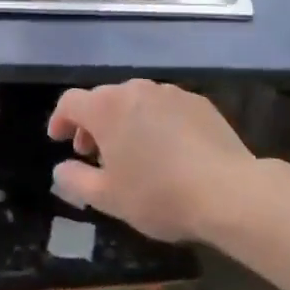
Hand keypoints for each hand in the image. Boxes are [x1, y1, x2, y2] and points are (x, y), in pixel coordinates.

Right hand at [48, 80, 274, 242]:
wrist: (229, 192)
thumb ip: (75, 181)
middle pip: (103, 99)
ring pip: (135, 101)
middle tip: (94, 153)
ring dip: (125, 121)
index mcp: (106, 108)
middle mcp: (135, 90)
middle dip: (93, 123)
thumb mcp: (108, 198)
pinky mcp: (198, 102)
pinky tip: (168, 150)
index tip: (59, 140)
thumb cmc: (159, 195)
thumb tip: (61, 169)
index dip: (60, 120)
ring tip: (133, 153)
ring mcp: (169, 93)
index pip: (70, 102)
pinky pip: (165, 107)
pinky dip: (156, 122)